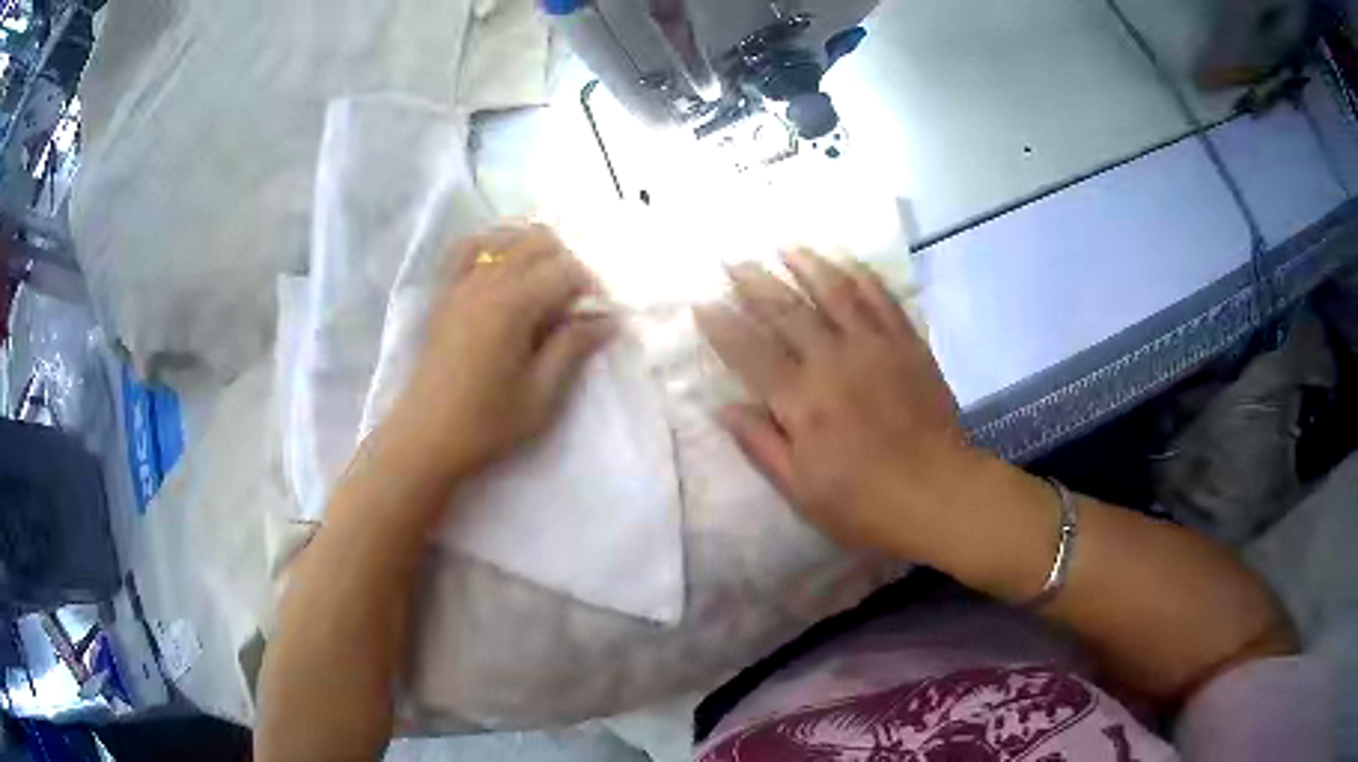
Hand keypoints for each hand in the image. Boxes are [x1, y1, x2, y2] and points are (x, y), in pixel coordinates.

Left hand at [386, 224, 616, 480]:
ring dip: (532, 250)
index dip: (589, 287)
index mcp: (513, 305)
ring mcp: (460, 282)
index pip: (565, 269)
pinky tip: (501, 267)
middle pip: (538, 242)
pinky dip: (491, 246)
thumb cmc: (486, 423)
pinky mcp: (444, 293)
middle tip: (573, 303)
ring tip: (542, 284)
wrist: (425, 438)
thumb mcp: (540, 395)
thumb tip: (606, 319)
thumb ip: (572, 347)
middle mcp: (486, 280)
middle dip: (565, 263)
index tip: (596, 316)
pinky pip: (467, 247)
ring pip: (505, 236)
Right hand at [695, 250, 972, 557]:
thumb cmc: (865, 505)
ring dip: (807, 265)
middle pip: (787, 311)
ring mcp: (875, 347)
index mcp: (801, 402)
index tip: (702, 303)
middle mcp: (833, 362)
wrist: (940, 494)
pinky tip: (845, 260)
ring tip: (785, 247)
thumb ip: (761, 445)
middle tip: (732, 260)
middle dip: (755, 283)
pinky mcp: (907, 344)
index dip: (722, 326)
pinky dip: (861, 275)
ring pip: (835, 292)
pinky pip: (881, 298)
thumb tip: (723, 407)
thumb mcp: (801, 491)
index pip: (751, 352)